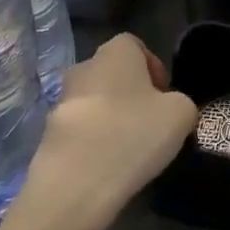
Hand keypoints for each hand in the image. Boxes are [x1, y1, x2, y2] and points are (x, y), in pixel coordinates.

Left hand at [10, 34, 196, 229]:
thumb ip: (181, 102)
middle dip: (131, 94)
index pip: (135, 45)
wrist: (75, 184)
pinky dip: (94, 143)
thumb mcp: (181, 114)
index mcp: (115, 52)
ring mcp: (60, 102)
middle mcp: (83, 68)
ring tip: (130, 149)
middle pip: (112, 74)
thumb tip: (171, 108)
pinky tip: (108, 167)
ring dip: (111, 118)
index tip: (165, 96)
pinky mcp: (48, 135)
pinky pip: (80, 131)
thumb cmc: (133, 134)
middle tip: (150, 123)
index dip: (153, 67)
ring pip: (94, 102)